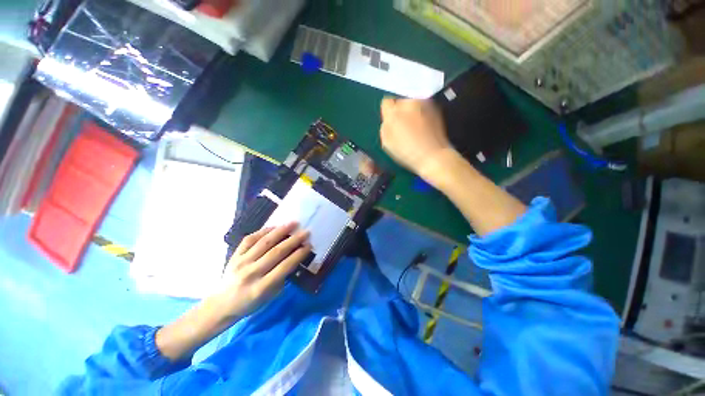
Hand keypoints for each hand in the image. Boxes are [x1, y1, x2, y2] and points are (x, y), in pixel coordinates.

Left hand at [215, 222, 311, 319]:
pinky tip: (274, 227)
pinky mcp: (234, 255)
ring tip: (293, 223)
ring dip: (281, 231)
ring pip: (264, 242)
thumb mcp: (269, 296)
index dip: (299, 254)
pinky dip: (263, 231)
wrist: (221, 305)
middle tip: (305, 232)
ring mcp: (241, 262)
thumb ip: (282, 277)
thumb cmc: (249, 303)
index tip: (309, 245)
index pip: (284, 266)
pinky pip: (250, 239)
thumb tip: (294, 257)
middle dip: (294, 240)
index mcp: (261, 288)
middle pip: (276, 252)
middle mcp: (251, 273)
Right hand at [380, 98, 456, 181]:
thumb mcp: (387, 142)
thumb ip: (385, 126)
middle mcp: (409, 102)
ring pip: (413, 103)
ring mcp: (425, 103)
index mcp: (394, 111)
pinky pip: (424, 108)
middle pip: (401, 101)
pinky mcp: (436, 109)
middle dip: (400, 111)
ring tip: (414, 128)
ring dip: (411, 112)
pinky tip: (424, 129)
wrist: (433, 156)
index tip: (390, 123)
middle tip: (402, 126)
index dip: (387, 113)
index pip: (386, 102)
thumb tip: (387, 119)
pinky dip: (422, 115)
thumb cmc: (406, 152)